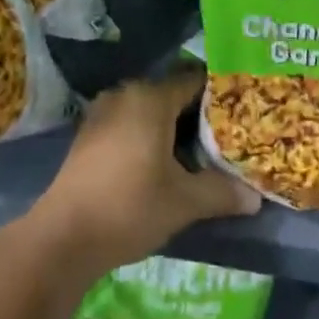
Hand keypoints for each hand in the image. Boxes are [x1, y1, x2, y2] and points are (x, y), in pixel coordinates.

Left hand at [30, 72, 259, 273]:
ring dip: (171, 127)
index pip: (195, 81)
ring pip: (149, 110)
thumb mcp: (183, 202)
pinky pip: (129, 122)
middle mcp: (127, 93)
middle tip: (225, 134)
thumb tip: (255, 197)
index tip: (241, 110)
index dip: (220, 95)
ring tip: (197, 152)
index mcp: (152, 98)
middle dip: (197, 114)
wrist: (63, 237)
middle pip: (172, 94)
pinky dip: (147, 135)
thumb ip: (220, 193)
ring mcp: (103, 112)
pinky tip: (160, 163)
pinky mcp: (89, 134)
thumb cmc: (129, 207)